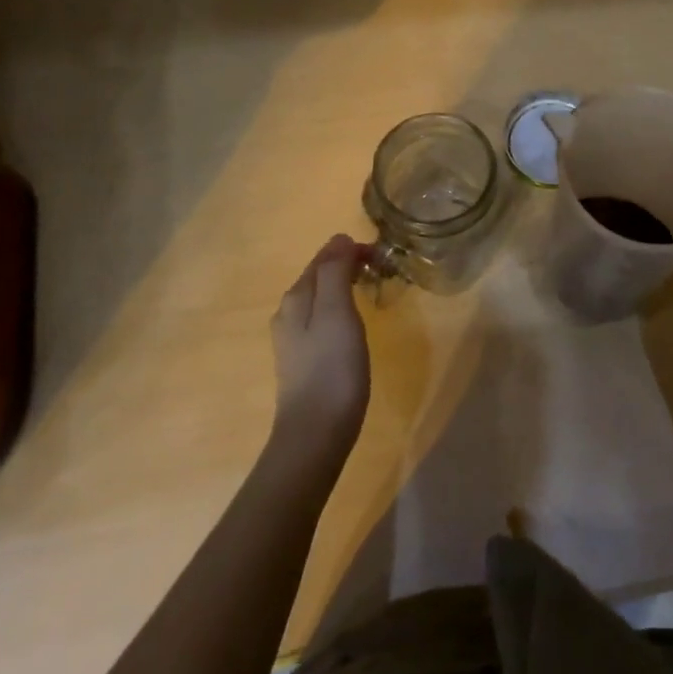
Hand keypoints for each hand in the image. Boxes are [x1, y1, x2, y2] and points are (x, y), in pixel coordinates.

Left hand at [271, 234, 370, 451]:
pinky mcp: (303, 361)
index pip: (324, 257)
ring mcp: (293, 340)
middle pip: (319, 277)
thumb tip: (338, 239)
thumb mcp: (337, 312)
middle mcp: (288, 313)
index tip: (383, 257)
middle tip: (382, 272)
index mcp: (296, 297)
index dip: (352, 250)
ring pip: (320, 299)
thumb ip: (335, 272)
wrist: (315, 434)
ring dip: (345, 288)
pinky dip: (341, 311)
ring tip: (372, 293)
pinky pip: (322, 321)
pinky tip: (354, 327)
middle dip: (348, 266)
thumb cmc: (332, 369)